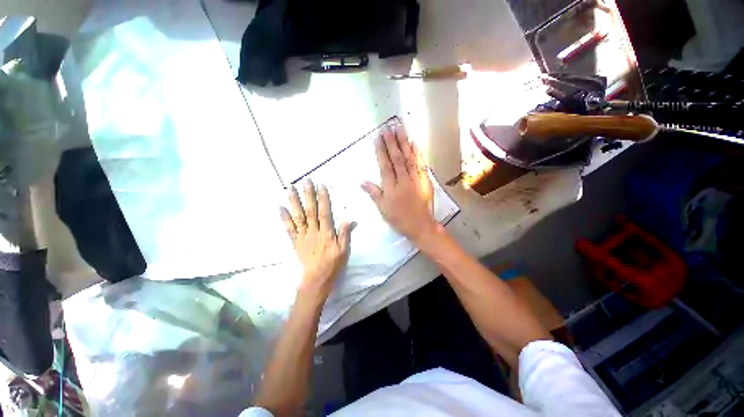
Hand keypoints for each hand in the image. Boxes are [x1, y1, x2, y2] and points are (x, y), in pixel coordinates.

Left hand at [280, 180, 354, 296]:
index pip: (324, 212)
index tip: (321, 185)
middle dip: (308, 195)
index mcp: (326, 233)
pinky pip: (289, 228)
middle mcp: (313, 231)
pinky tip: (280, 207)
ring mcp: (302, 236)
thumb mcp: (344, 250)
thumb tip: (349, 219)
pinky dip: (284, 218)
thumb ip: (345, 234)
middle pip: (310, 210)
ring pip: (298, 216)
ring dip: (294, 201)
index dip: (323, 198)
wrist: (316, 279)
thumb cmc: (333, 264)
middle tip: (305, 181)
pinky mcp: (295, 242)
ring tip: (290, 188)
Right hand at [361, 125, 436, 244]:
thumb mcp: (383, 209)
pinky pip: (421, 165)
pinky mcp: (425, 180)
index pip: (385, 166)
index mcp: (391, 188)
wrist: (420, 225)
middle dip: (392, 143)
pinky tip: (415, 143)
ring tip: (400, 130)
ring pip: (409, 159)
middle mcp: (403, 180)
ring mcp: (415, 179)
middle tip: (388, 128)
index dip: (381, 152)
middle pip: (397, 159)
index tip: (378, 138)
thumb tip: (362, 182)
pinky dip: (418, 153)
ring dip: (404, 143)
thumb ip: (374, 194)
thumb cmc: (399, 218)